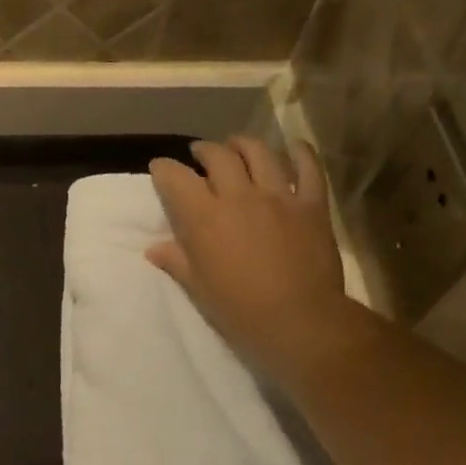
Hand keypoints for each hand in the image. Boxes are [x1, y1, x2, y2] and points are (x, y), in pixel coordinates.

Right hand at [147, 137, 354, 374]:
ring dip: (243, 144)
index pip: (176, 178)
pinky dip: (300, 153)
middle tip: (200, 154)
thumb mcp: (198, 288)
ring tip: (238, 146)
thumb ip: (177, 261)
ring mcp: (278, 196)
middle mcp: (239, 196)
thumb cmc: (239, 309)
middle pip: (218, 155)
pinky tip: (292, 148)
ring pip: (259, 152)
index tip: (160, 168)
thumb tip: (154, 249)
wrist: (299, 320)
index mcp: (204, 218)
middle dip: (204, 150)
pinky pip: (308, 168)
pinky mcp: (311, 204)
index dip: (164, 169)